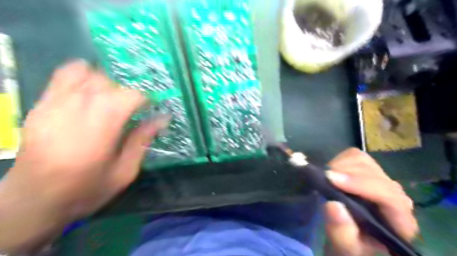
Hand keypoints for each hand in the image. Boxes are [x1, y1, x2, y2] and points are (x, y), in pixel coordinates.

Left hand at [0, 60, 159, 253]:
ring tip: (112, 100)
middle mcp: (77, 110)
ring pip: (88, 73)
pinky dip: (83, 76)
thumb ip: (142, 141)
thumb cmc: (86, 189)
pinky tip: (90, 92)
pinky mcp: (41, 105)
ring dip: (107, 83)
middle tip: (132, 109)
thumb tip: (162, 119)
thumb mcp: (124, 172)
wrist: (32, 201)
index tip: (150, 109)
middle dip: (127, 92)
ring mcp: (55, 104)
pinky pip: (64, 75)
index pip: (129, 96)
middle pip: (110, 82)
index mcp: (101, 129)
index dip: (145, 99)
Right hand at [325, 148, 416, 255]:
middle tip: (322, 178)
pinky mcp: (366, 171)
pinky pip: (353, 156)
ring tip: (326, 178)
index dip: (360, 184)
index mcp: (399, 222)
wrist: (350, 237)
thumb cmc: (351, 245)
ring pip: (362, 160)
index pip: (389, 196)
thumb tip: (332, 204)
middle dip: (346, 173)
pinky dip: (338, 161)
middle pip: (373, 173)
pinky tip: (331, 174)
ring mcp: (380, 180)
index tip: (330, 179)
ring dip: (340, 166)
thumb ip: (342, 233)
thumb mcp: (344, 248)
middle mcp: (395, 197)